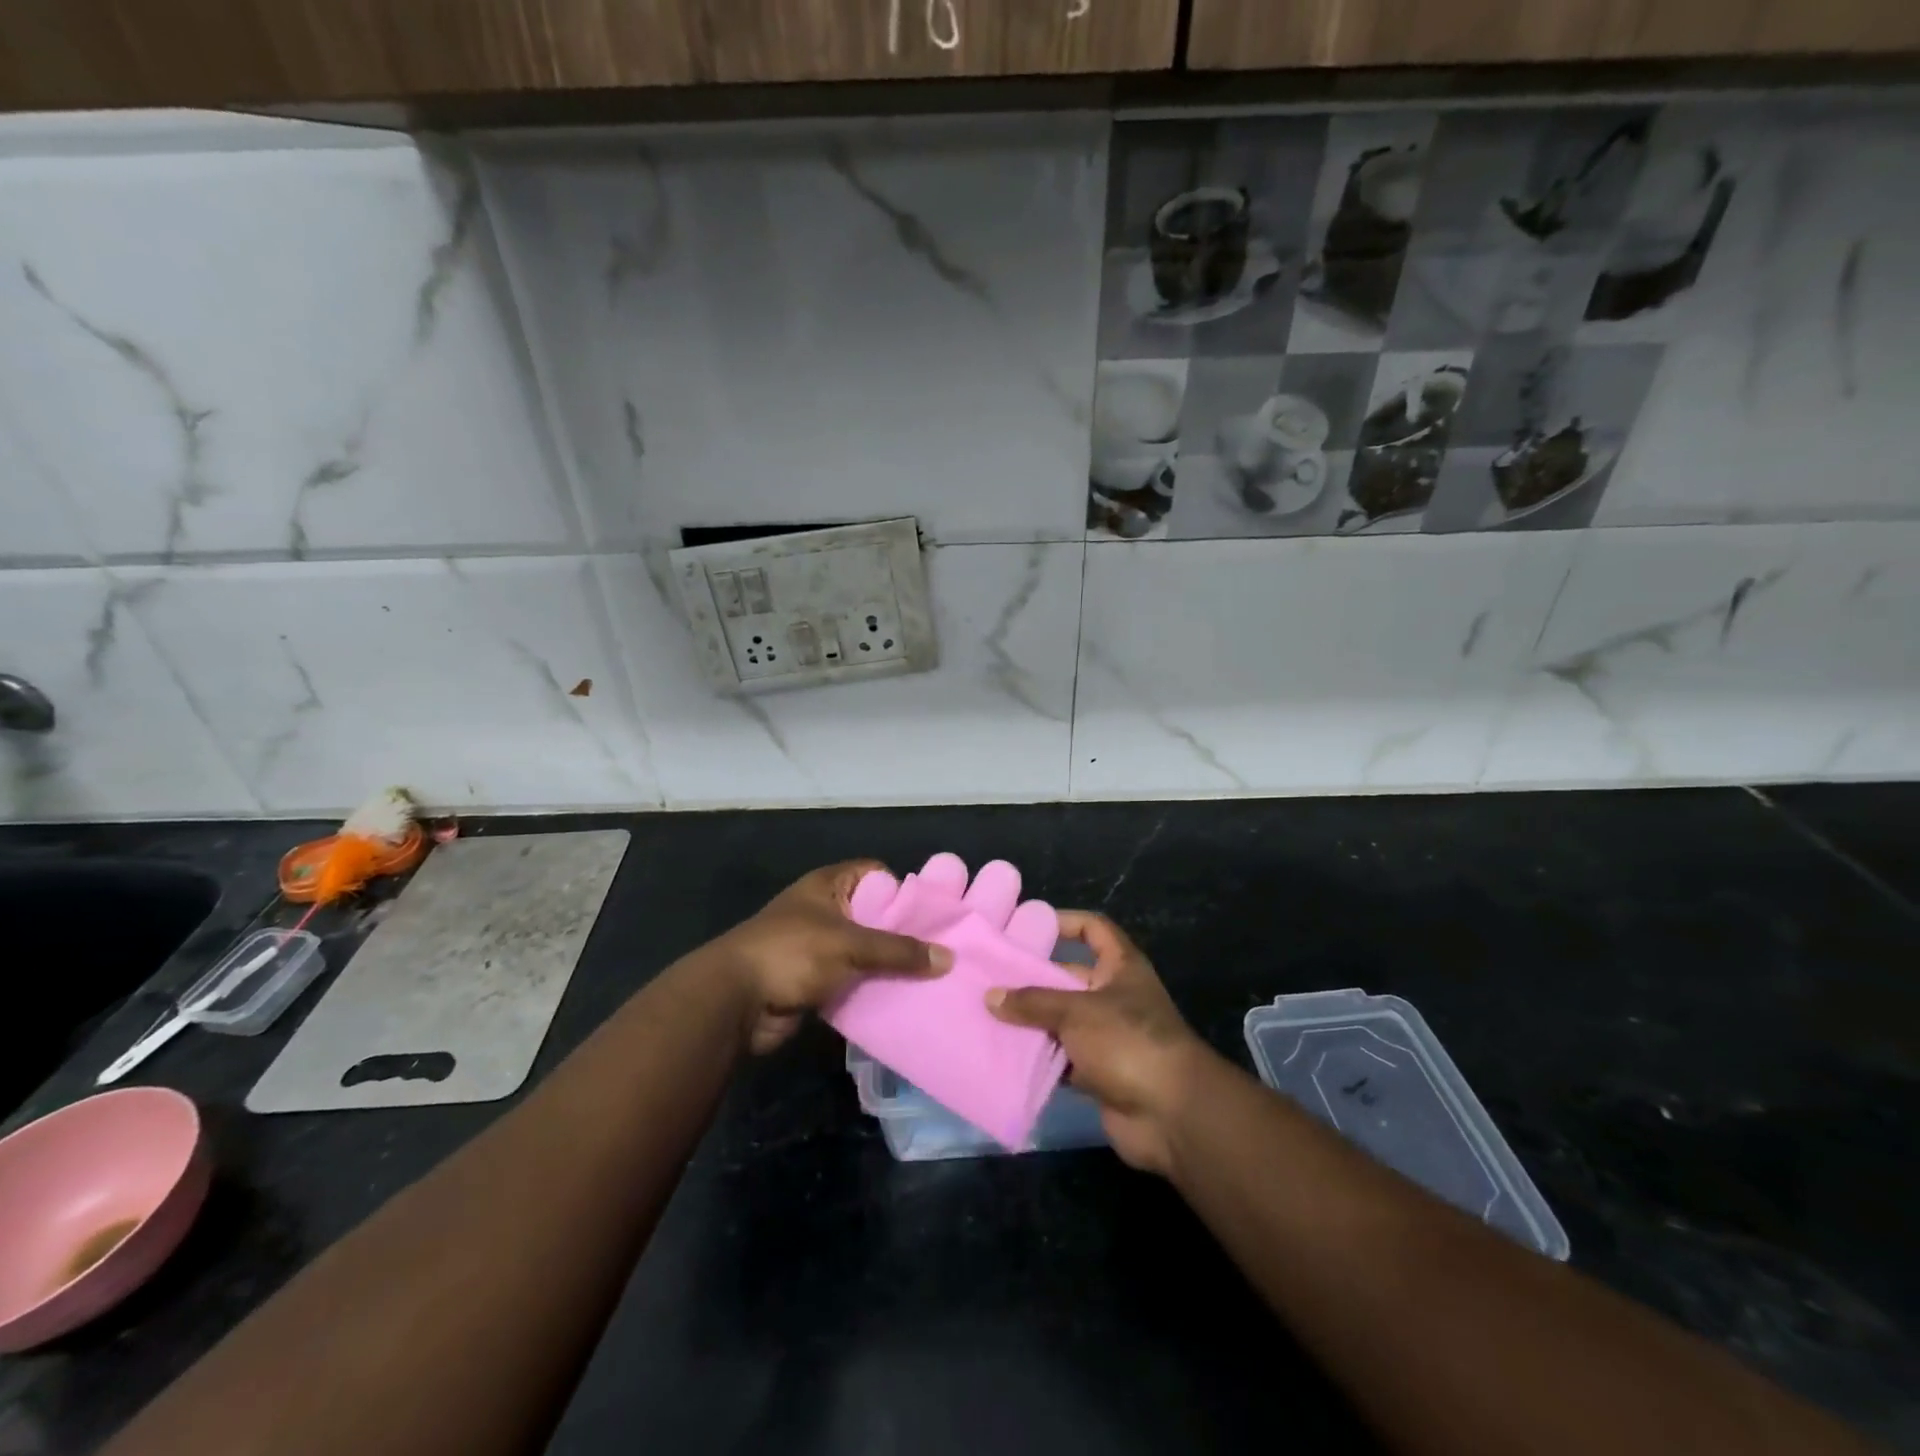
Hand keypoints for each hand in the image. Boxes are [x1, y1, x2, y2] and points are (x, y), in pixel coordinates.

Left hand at [714, 861, 951, 1053]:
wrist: (734, 1001)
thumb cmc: (792, 953)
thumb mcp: (851, 945)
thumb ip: (898, 951)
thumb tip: (948, 958)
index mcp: (828, 885)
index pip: (875, 874)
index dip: (903, 888)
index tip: (934, 912)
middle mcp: (824, 910)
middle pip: (873, 915)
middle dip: (903, 933)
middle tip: (942, 950)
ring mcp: (817, 947)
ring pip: (864, 952)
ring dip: (888, 966)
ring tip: (930, 978)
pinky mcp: (812, 980)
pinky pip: (851, 980)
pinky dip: (871, 989)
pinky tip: (902, 1000)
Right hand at [987, 910, 1214, 1174]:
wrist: (1172, 1114)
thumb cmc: (1128, 1041)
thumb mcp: (1077, 1012)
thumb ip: (1034, 1002)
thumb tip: (991, 996)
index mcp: (1120, 967)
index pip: (1093, 930)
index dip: (1065, 922)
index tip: (1029, 926)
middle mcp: (1114, 996)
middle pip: (1068, 978)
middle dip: (1033, 979)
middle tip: (990, 977)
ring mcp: (1107, 1036)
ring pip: (1061, 1020)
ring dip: (1031, 1021)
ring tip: (987, 1014)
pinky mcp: (1099, 1072)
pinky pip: (1061, 1058)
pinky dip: (1038, 1057)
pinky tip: (1003, 1054)